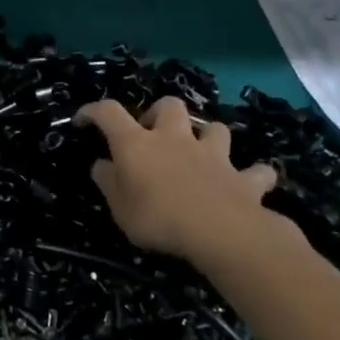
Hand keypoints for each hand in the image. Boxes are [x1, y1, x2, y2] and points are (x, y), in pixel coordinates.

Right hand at [77, 98, 296, 270]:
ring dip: (208, 137)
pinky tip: (247, 183)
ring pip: (214, 129)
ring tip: (201, 152)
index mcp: (137, 144)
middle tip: (153, 134)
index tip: (84, 120)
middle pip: (169, 106)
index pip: (109, 112)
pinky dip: (252, 175)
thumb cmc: (158, 218)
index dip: (94, 111)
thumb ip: (108, 182)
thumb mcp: (119, 208)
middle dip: (160, 113)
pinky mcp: (243, 178)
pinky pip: (255, 171)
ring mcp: (213, 156)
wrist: (221, 233)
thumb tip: (101, 164)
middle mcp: (175, 139)